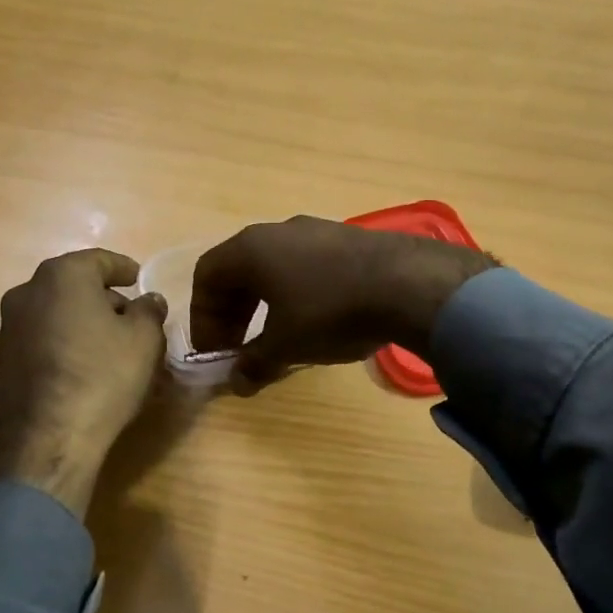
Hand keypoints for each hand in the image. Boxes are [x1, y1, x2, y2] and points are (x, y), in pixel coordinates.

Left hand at [0, 249, 168, 517]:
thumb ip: (149, 310)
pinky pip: (42, 340)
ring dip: (81, 322)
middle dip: (103, 298)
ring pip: (55, 313)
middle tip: (130, 318)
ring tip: (108, 346)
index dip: (124, 268)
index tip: (139, 279)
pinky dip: (63, 344)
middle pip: (73, 285)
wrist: (49, 439)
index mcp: (62, 275)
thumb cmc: (103, 376)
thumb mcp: (144, 339)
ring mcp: (9, 328)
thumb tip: (148, 300)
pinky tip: (83, 367)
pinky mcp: (4, 361)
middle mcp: (27, 292)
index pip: (99, 260)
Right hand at [191, 216, 495, 393]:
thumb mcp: (287, 345)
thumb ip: (254, 363)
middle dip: (231, 312)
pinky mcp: (347, 239)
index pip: (206, 276)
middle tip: (238, 348)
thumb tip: (236, 381)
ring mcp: (315, 230)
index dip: (203, 317)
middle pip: (238, 270)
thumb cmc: (331, 311)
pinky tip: (314, 321)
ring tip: (274, 338)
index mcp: (251, 249)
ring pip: (272, 267)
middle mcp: (277, 231)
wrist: (410, 283)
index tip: (215, 351)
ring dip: (263, 304)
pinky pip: (304, 265)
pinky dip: (294, 294)